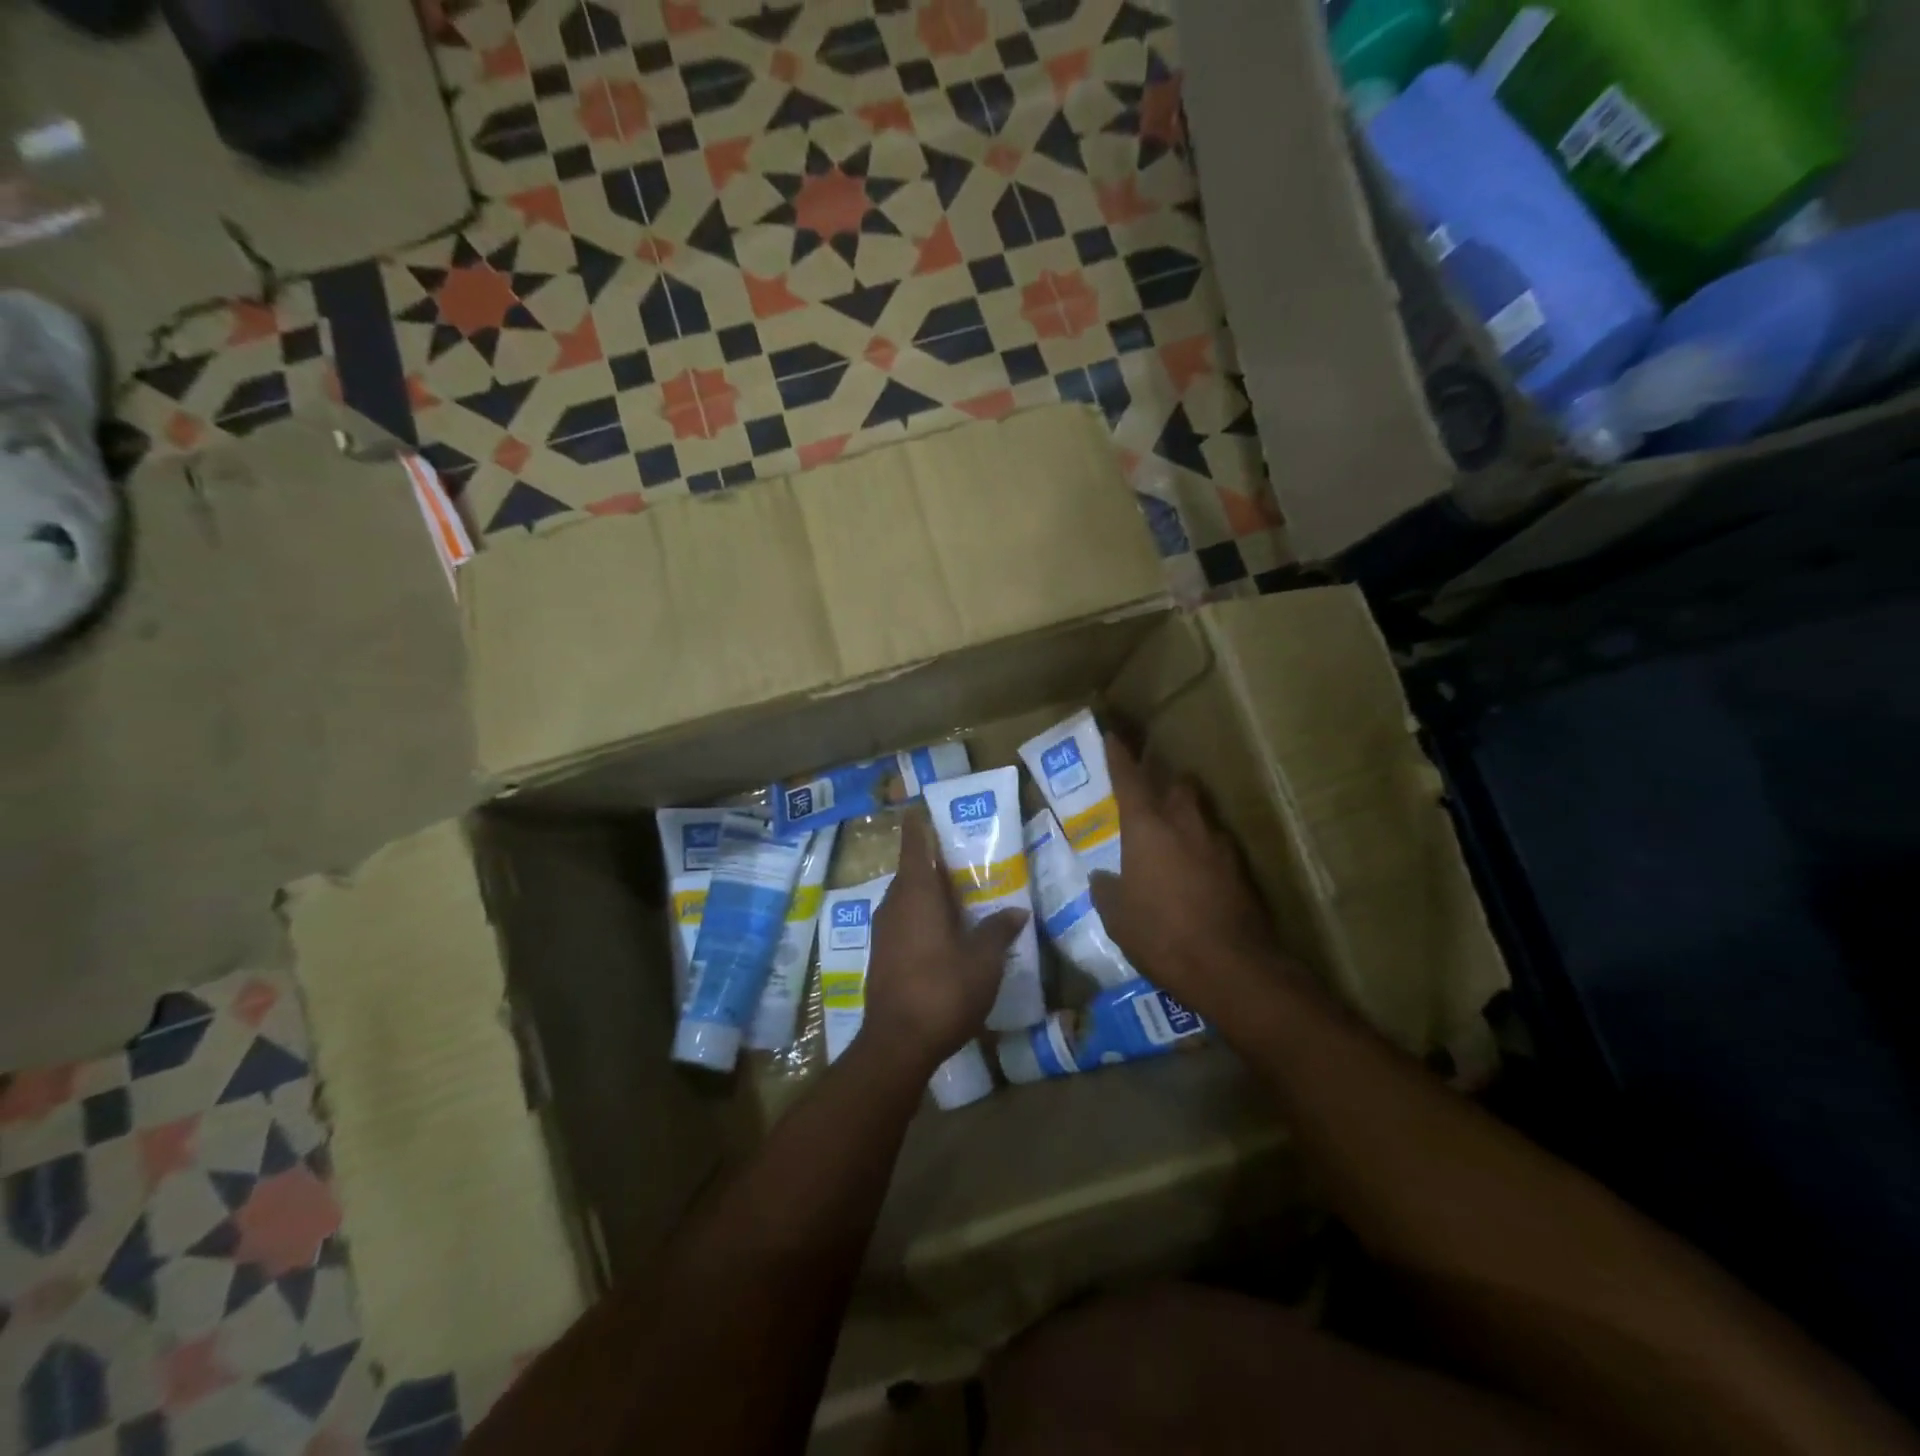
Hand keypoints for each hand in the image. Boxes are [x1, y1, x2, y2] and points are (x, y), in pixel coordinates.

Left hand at [864, 813, 1028, 1075]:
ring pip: (906, 898)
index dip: (919, 825)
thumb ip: (999, 930)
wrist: (897, 1043)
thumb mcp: (984, 960)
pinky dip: (921, 917)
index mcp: (916, 893)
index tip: (923, 808)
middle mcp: (894, 904)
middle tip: (963, 856)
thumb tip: (1017, 911)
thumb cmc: (943, 989)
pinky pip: (903, 921)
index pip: (914, 844)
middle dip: (934, 862)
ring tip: (959, 893)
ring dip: (928, 893)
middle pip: (912, 871)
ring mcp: (883, 931)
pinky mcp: (881, 955)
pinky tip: (944, 932)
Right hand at [1090, 733, 1297, 1026]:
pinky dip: (1205, 850)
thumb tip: (1102, 878)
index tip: (1113, 736)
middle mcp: (1185, 825)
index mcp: (1147, 828)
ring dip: (1187, 817)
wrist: (1230, 967)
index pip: (1130, 779)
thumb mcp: (1117, 917)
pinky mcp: (1241, 870)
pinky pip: (1218, 846)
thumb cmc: (1161, 935)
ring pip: (1202, 813)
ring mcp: (1219, 845)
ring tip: (1175, 839)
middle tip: (1152, 799)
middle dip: (1165, 784)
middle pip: (1178, 785)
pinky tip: (1198, 874)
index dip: (1119, 756)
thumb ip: (1107, 890)